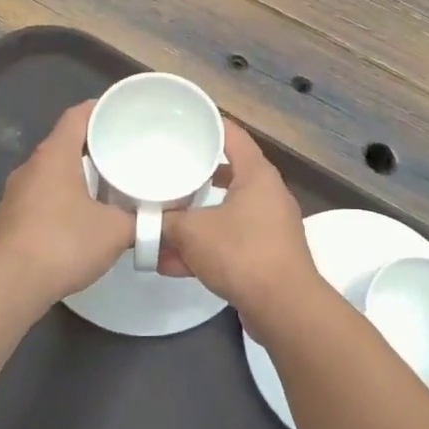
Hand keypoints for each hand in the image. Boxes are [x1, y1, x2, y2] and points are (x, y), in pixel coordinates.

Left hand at [0, 101, 132, 303]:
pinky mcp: (11, 218)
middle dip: (94, 145)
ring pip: (52, 172)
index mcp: (54, 155)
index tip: (123, 113)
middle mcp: (31, 167)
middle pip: (65, 143)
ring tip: (108, 185)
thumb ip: (141, 220)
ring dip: (78, 174)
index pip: (77, 116)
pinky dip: (63, 198)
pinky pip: (42, 195)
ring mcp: (16, 193)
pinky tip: (82, 217)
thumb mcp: (116, 231)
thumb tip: (159, 219)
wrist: (11, 284)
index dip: (100, 109)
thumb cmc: (65, 243)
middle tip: (125, 152)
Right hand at [161, 121, 316, 330]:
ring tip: (159, 228)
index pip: (233, 135)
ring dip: (193, 224)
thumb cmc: (241, 252)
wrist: (283, 306)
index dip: (208, 125)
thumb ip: (166, 222)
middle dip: (193, 179)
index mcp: (257, 175)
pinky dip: (203, 250)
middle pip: (226, 176)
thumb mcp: (193, 232)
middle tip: (165, 174)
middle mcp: (267, 195)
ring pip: (224, 215)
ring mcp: (269, 227)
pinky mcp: (266, 255)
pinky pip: (228, 243)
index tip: (183, 121)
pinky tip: (170, 264)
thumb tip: (144, 220)